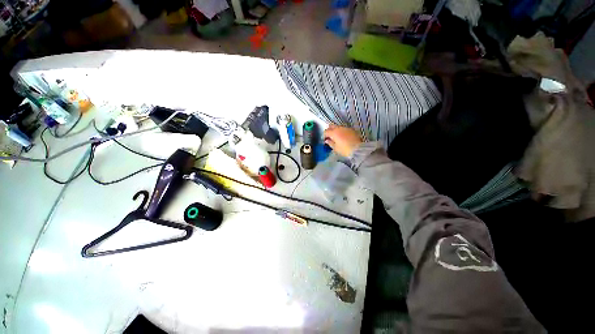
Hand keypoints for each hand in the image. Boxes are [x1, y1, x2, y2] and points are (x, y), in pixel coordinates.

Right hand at [323, 124, 362, 156]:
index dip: (323, 135)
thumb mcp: (335, 148)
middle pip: (331, 126)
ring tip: (335, 136)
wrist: (358, 149)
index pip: (326, 131)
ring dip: (335, 130)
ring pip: (338, 126)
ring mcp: (346, 128)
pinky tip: (342, 136)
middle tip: (328, 136)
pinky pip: (344, 128)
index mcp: (334, 132)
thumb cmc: (345, 150)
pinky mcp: (351, 129)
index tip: (324, 140)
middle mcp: (339, 128)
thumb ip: (330, 143)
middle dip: (329, 130)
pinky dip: (341, 131)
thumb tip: (327, 140)